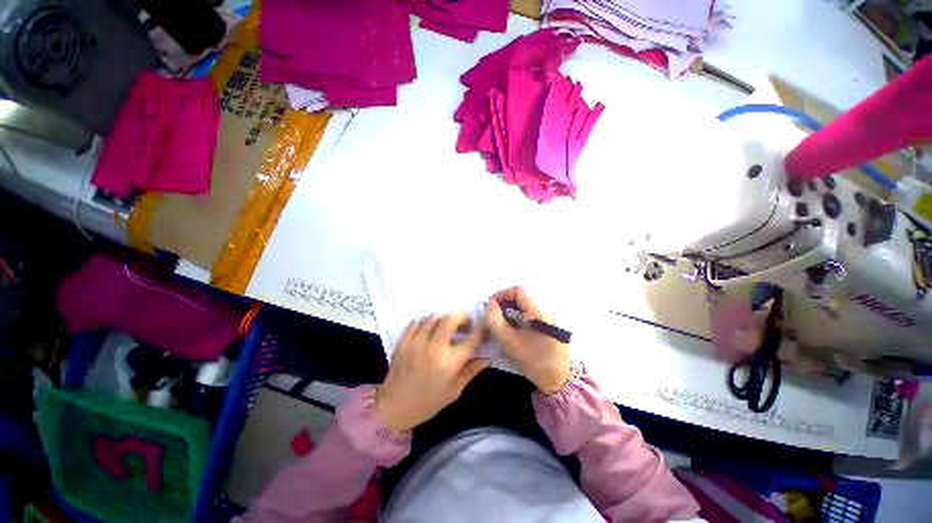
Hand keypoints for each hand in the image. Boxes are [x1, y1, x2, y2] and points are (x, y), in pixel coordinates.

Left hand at [376, 312, 488, 432]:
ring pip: (434, 317)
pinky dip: (425, 322)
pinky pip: (417, 321)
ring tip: (445, 327)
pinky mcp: (403, 341)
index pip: (471, 339)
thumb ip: (471, 371)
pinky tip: (428, 330)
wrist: (394, 407)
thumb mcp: (454, 391)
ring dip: (443, 319)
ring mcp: (417, 342)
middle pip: (451, 319)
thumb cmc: (428, 402)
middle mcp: (434, 349)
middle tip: (464, 322)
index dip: (480, 328)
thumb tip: (487, 356)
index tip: (483, 324)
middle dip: (461, 316)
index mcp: (450, 364)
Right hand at [485, 286, 569, 393]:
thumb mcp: (510, 342)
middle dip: (505, 301)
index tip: (491, 305)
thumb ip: (496, 321)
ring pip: (525, 304)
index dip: (503, 294)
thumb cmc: (534, 361)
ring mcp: (548, 316)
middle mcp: (545, 309)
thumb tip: (489, 304)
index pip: (519, 291)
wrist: (560, 379)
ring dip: (511, 308)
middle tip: (494, 313)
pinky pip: (530, 311)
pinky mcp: (548, 323)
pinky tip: (512, 327)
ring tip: (501, 321)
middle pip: (522, 295)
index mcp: (538, 311)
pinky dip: (518, 314)